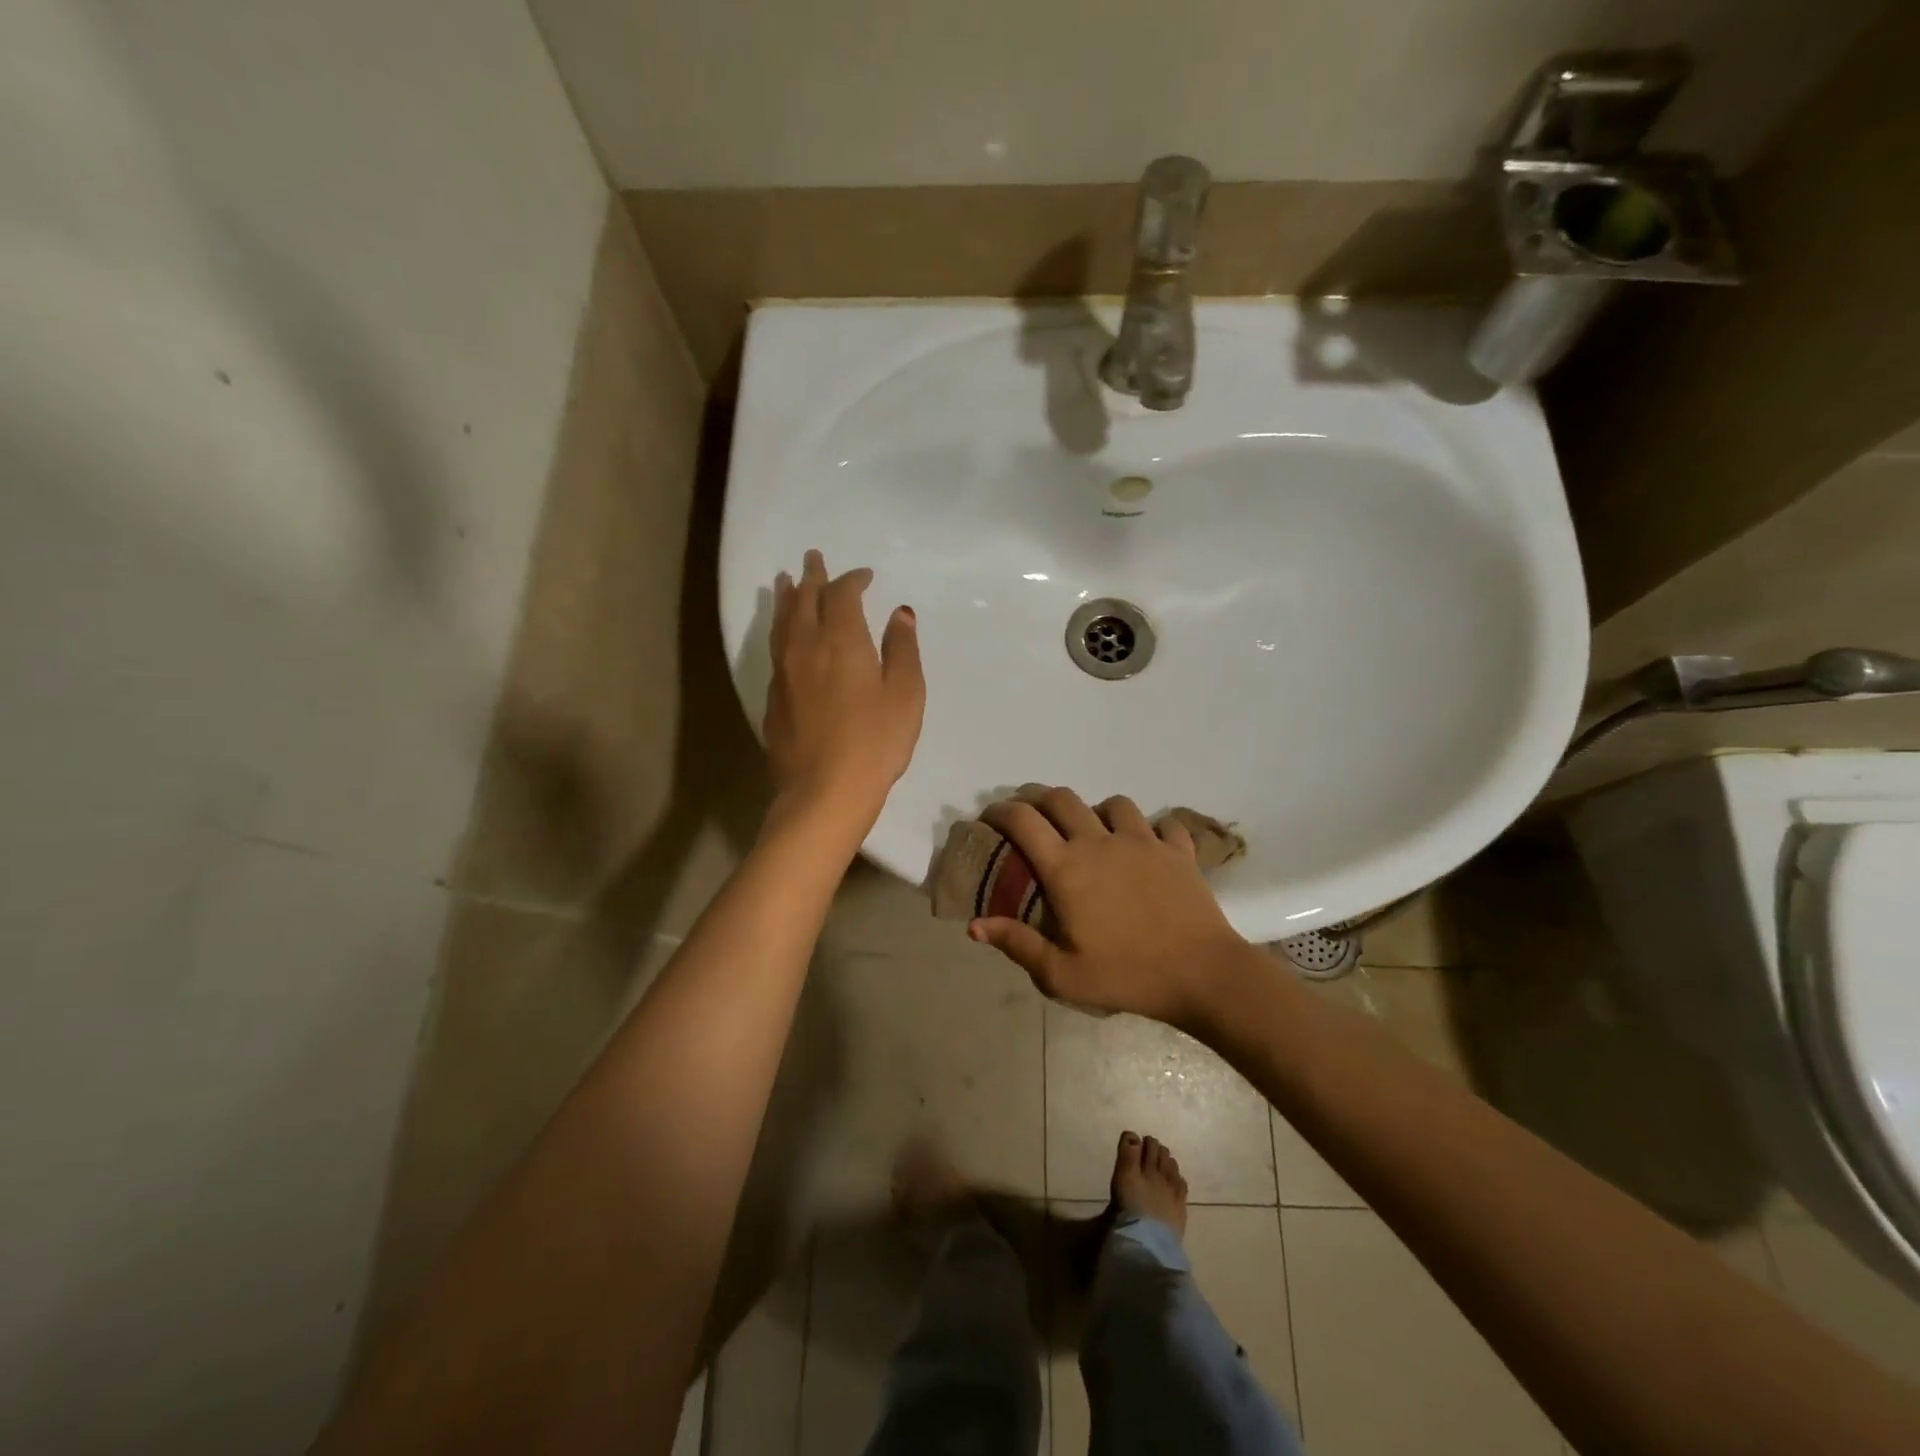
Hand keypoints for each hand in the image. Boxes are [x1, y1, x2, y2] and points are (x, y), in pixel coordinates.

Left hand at [763, 550, 923, 832]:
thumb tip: (900, 612)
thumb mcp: (905, 694)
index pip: (842, 595)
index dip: (852, 580)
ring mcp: (784, 672)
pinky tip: (784, 635)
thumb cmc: (875, 742)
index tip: (865, 575)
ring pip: (781, 622)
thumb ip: (902, 649)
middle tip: (813, 558)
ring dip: (787, 598)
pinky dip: (780, 628)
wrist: (823, 791)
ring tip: (785, 582)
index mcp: (841, 640)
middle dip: (811, 577)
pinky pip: (775, 648)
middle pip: (804, 600)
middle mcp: (806, 647)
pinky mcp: (773, 698)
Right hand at [968, 787, 1248, 1026]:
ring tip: (1092, 830)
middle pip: (1062, 798)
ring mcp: (1143, 841)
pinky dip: (1151, 829)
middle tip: (1029, 814)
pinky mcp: (1178, 850)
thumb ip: (1018, 945)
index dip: (1000, 811)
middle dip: (1037, 798)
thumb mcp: (1062, 975)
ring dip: (1095, 811)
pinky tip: (1148, 846)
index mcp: (1067, 868)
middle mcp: (1100, 842)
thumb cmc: (1128, 975)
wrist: (1203, 974)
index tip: (989, 817)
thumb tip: (975, 925)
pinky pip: (1162, 824)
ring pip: (1113, 804)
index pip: (1023, 821)